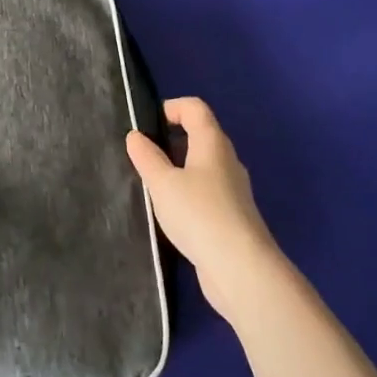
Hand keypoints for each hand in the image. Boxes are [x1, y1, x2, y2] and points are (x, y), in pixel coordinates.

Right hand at [126, 98, 281, 320]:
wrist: (241, 269)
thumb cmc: (199, 214)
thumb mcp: (162, 183)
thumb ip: (146, 157)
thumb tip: (136, 136)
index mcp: (212, 143)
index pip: (195, 108)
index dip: (170, 107)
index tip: (146, 125)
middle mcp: (227, 161)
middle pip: (200, 135)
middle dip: (170, 139)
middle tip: (143, 156)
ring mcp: (233, 190)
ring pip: (203, 166)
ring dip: (178, 169)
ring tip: (152, 185)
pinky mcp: (233, 216)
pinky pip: (206, 191)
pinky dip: (187, 192)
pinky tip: (171, 213)